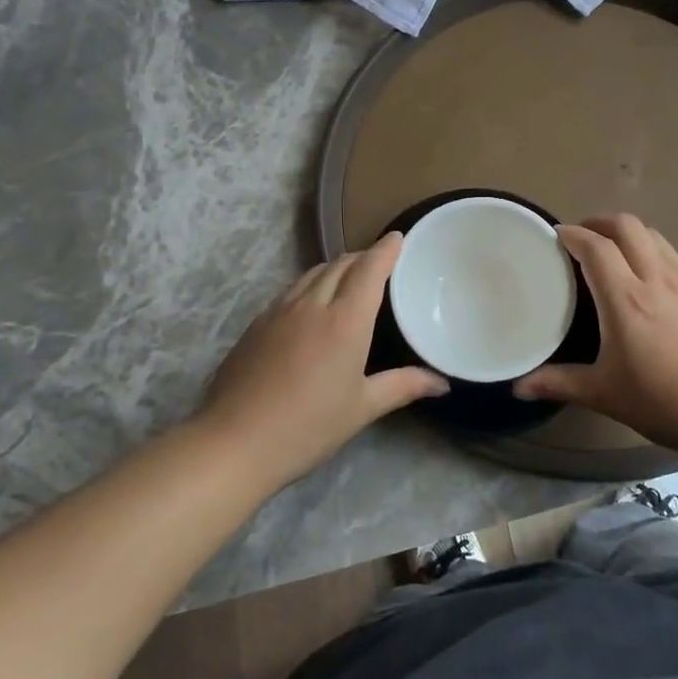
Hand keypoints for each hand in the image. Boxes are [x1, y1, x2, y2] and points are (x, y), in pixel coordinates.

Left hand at [199, 234, 447, 489]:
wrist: (235, 441)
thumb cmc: (307, 427)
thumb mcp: (361, 408)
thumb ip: (403, 387)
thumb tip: (442, 384)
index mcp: (345, 321)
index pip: (369, 269)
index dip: (385, 249)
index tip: (398, 237)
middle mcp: (313, 304)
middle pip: (341, 265)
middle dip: (363, 256)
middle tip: (380, 261)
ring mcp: (280, 310)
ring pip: (313, 273)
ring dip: (335, 267)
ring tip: (349, 276)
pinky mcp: (257, 323)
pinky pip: (292, 290)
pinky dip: (311, 284)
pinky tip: (312, 304)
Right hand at [515, 214, 677, 456]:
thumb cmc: (668, 403)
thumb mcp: (607, 395)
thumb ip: (560, 384)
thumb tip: (519, 387)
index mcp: (627, 300)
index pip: (596, 248)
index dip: (573, 234)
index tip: (556, 235)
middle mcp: (657, 279)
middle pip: (627, 226)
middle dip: (600, 221)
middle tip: (582, 236)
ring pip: (654, 236)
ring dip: (628, 233)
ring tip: (613, 250)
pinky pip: (673, 256)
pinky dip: (652, 251)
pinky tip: (649, 278)